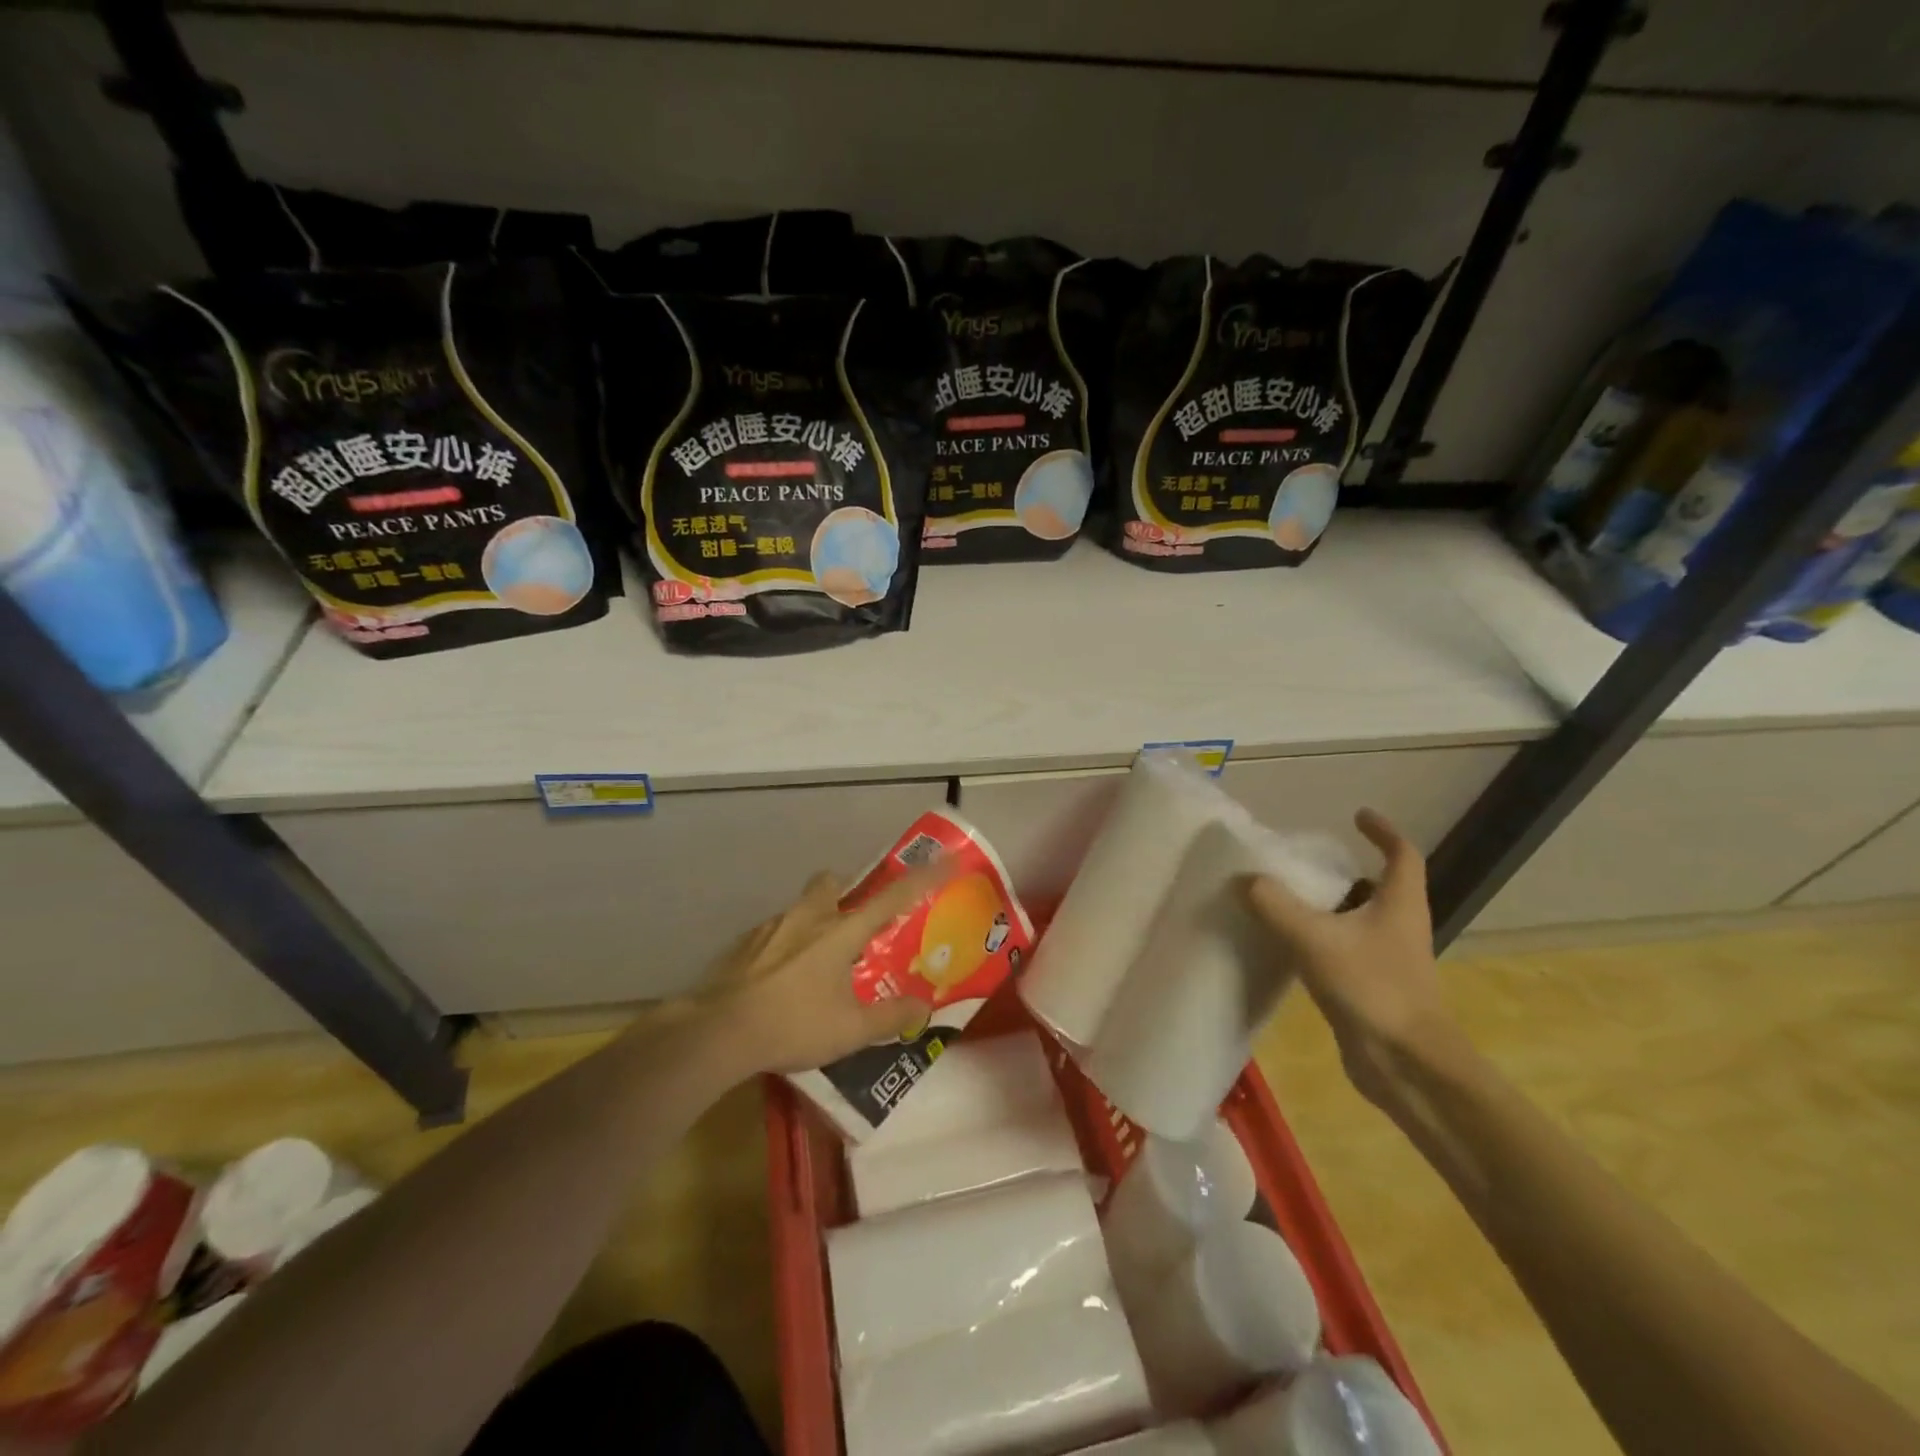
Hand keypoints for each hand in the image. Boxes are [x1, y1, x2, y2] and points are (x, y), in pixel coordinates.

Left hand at [706, 866, 945, 1075]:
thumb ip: (890, 1018)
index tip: (947, 860)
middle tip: (855, 919)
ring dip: (814, 920)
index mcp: (841, 932)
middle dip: (847, 889)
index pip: (893, 897)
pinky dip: (785, 945)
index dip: (924, 878)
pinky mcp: (744, 943)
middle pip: (832, 882)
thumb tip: (923, 1009)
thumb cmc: (792, 1025)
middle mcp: (808, 918)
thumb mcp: (850, 1031)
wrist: (716, 1031)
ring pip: (801, 907)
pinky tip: (781, 978)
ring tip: (817, 960)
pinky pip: (774, 932)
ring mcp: (772, 927)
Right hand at [1246, 809, 1465, 1108]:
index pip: (1402, 854)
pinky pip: (1343, 950)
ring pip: (1358, 920)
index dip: (1383, 832)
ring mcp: (1388, 960)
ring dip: (1328, 906)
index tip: (1358, 816)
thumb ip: (1276, 905)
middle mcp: (1400, 927)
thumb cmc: (1372, 989)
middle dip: (1346, 870)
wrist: (1407, 1066)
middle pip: (1379, 887)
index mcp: (1400, 904)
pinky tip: (1286, 944)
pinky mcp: (1372, 988)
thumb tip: (1245, 879)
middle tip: (1305, 861)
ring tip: (1285, 896)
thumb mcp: (1315, 939)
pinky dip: (1318, 939)